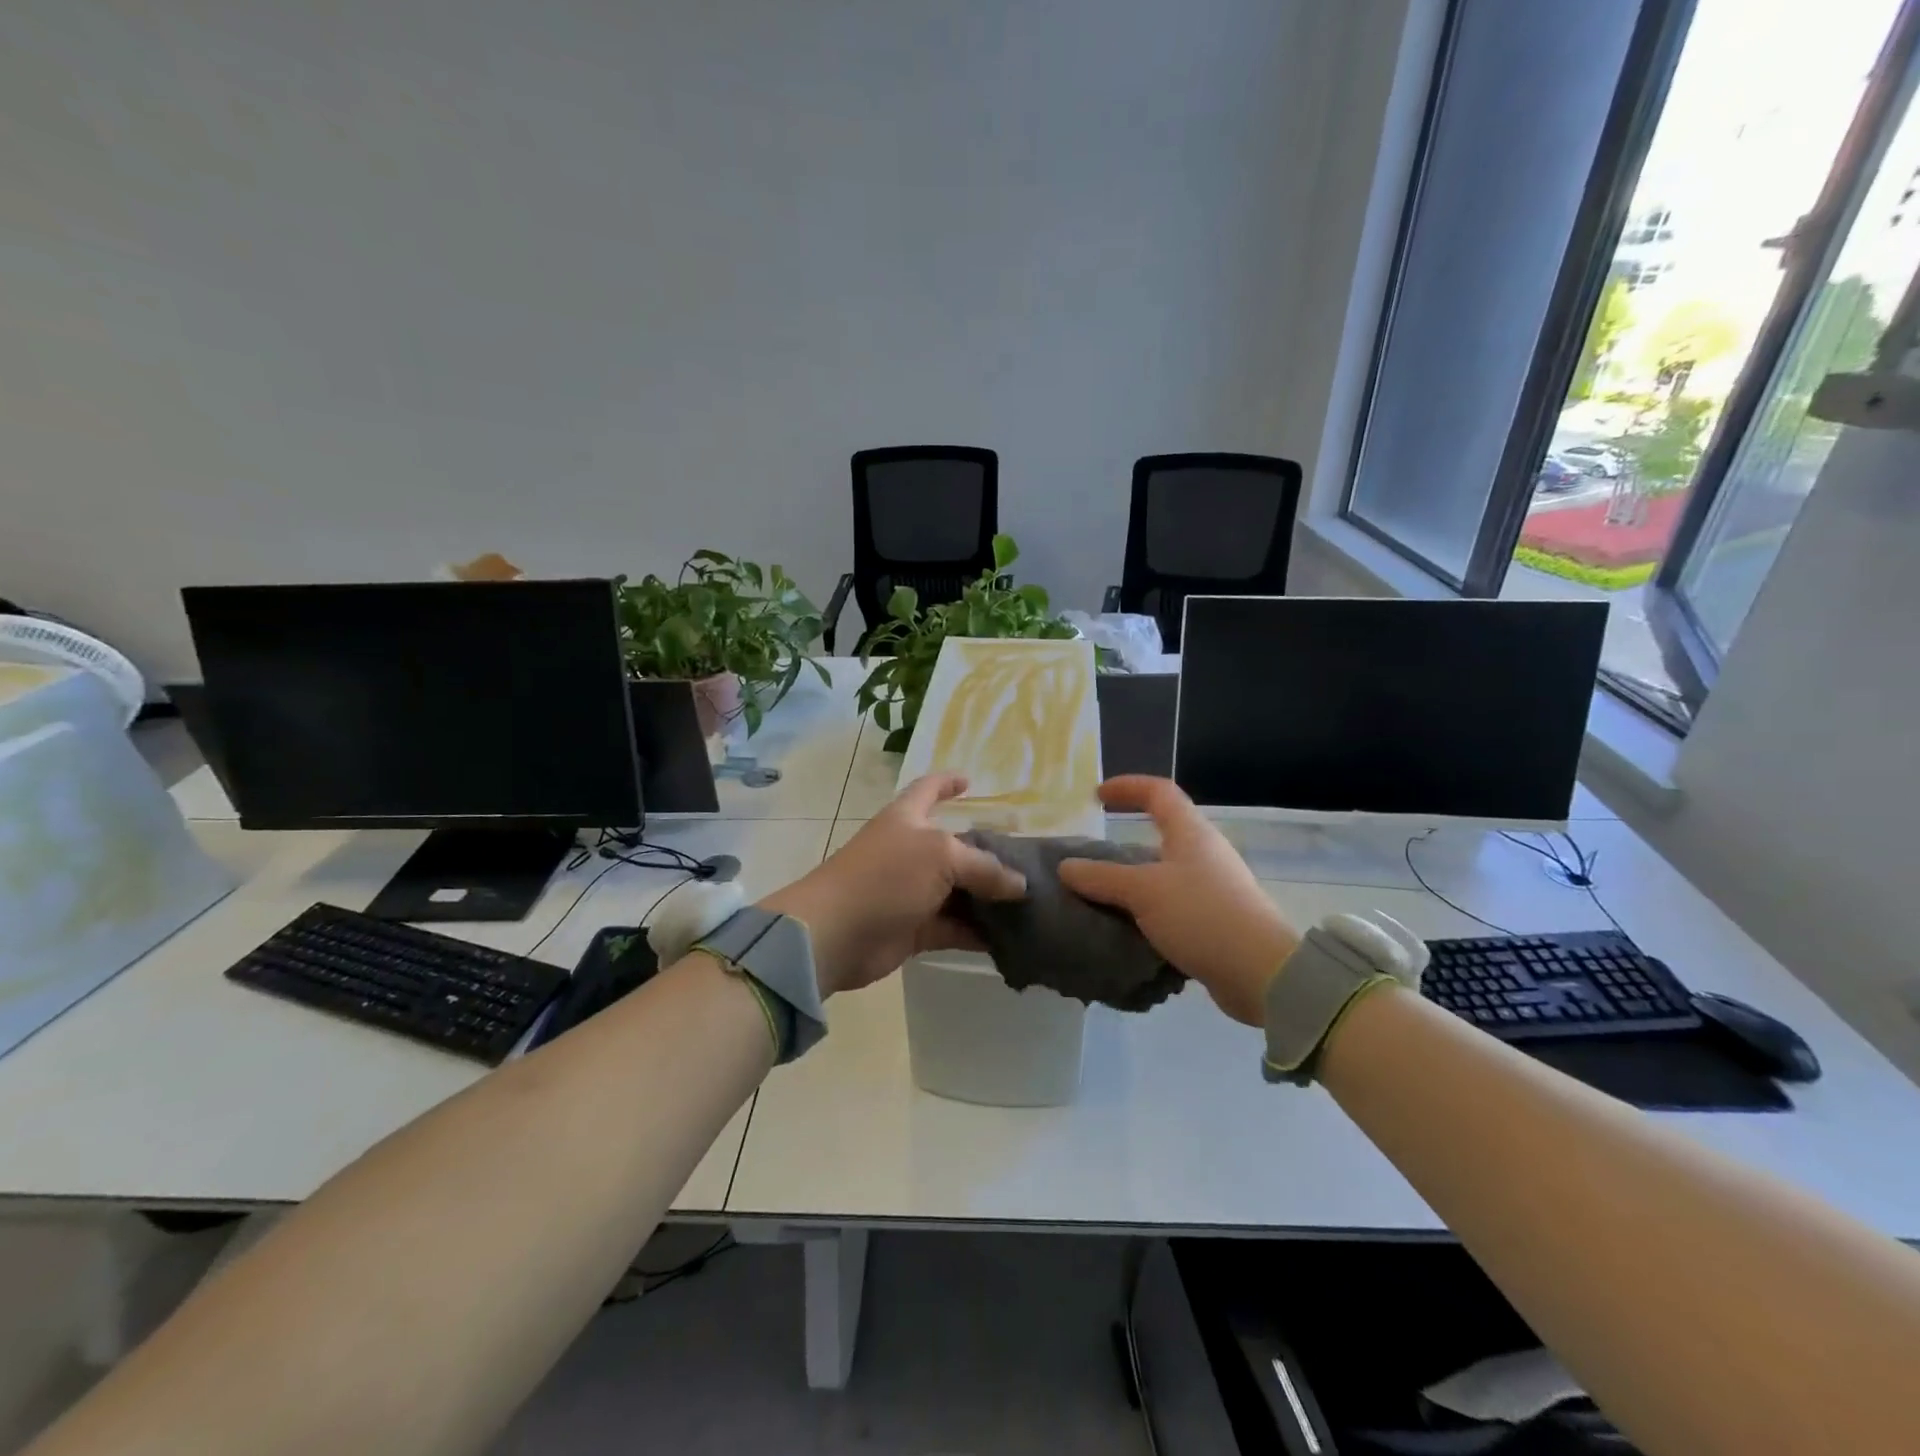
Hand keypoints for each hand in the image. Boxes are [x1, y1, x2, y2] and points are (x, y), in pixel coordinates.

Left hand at [758, 773, 1027, 994]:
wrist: (835, 932)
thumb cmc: (885, 876)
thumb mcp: (941, 856)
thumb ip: (984, 867)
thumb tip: (1020, 885)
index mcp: (908, 818)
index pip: (929, 789)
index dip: (948, 782)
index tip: (970, 780)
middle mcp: (911, 851)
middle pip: (956, 847)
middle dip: (989, 855)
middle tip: (1030, 865)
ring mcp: (912, 891)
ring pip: (959, 891)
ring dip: (989, 899)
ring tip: (1031, 905)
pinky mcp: (914, 929)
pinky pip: (954, 927)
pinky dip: (977, 932)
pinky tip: (1009, 938)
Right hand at [1057, 776, 1299, 1024]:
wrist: (1261, 973)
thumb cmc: (1201, 915)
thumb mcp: (1143, 891)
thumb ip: (1101, 878)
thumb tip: (1066, 867)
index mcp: (1190, 833)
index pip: (1159, 792)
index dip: (1127, 787)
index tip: (1097, 796)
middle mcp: (1204, 853)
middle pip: (1161, 834)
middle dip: (1124, 843)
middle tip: (1092, 858)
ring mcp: (1213, 888)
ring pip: (1163, 875)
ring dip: (1133, 883)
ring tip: (1101, 898)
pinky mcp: (1215, 922)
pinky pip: (1171, 907)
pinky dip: (1147, 912)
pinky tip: (1127, 930)